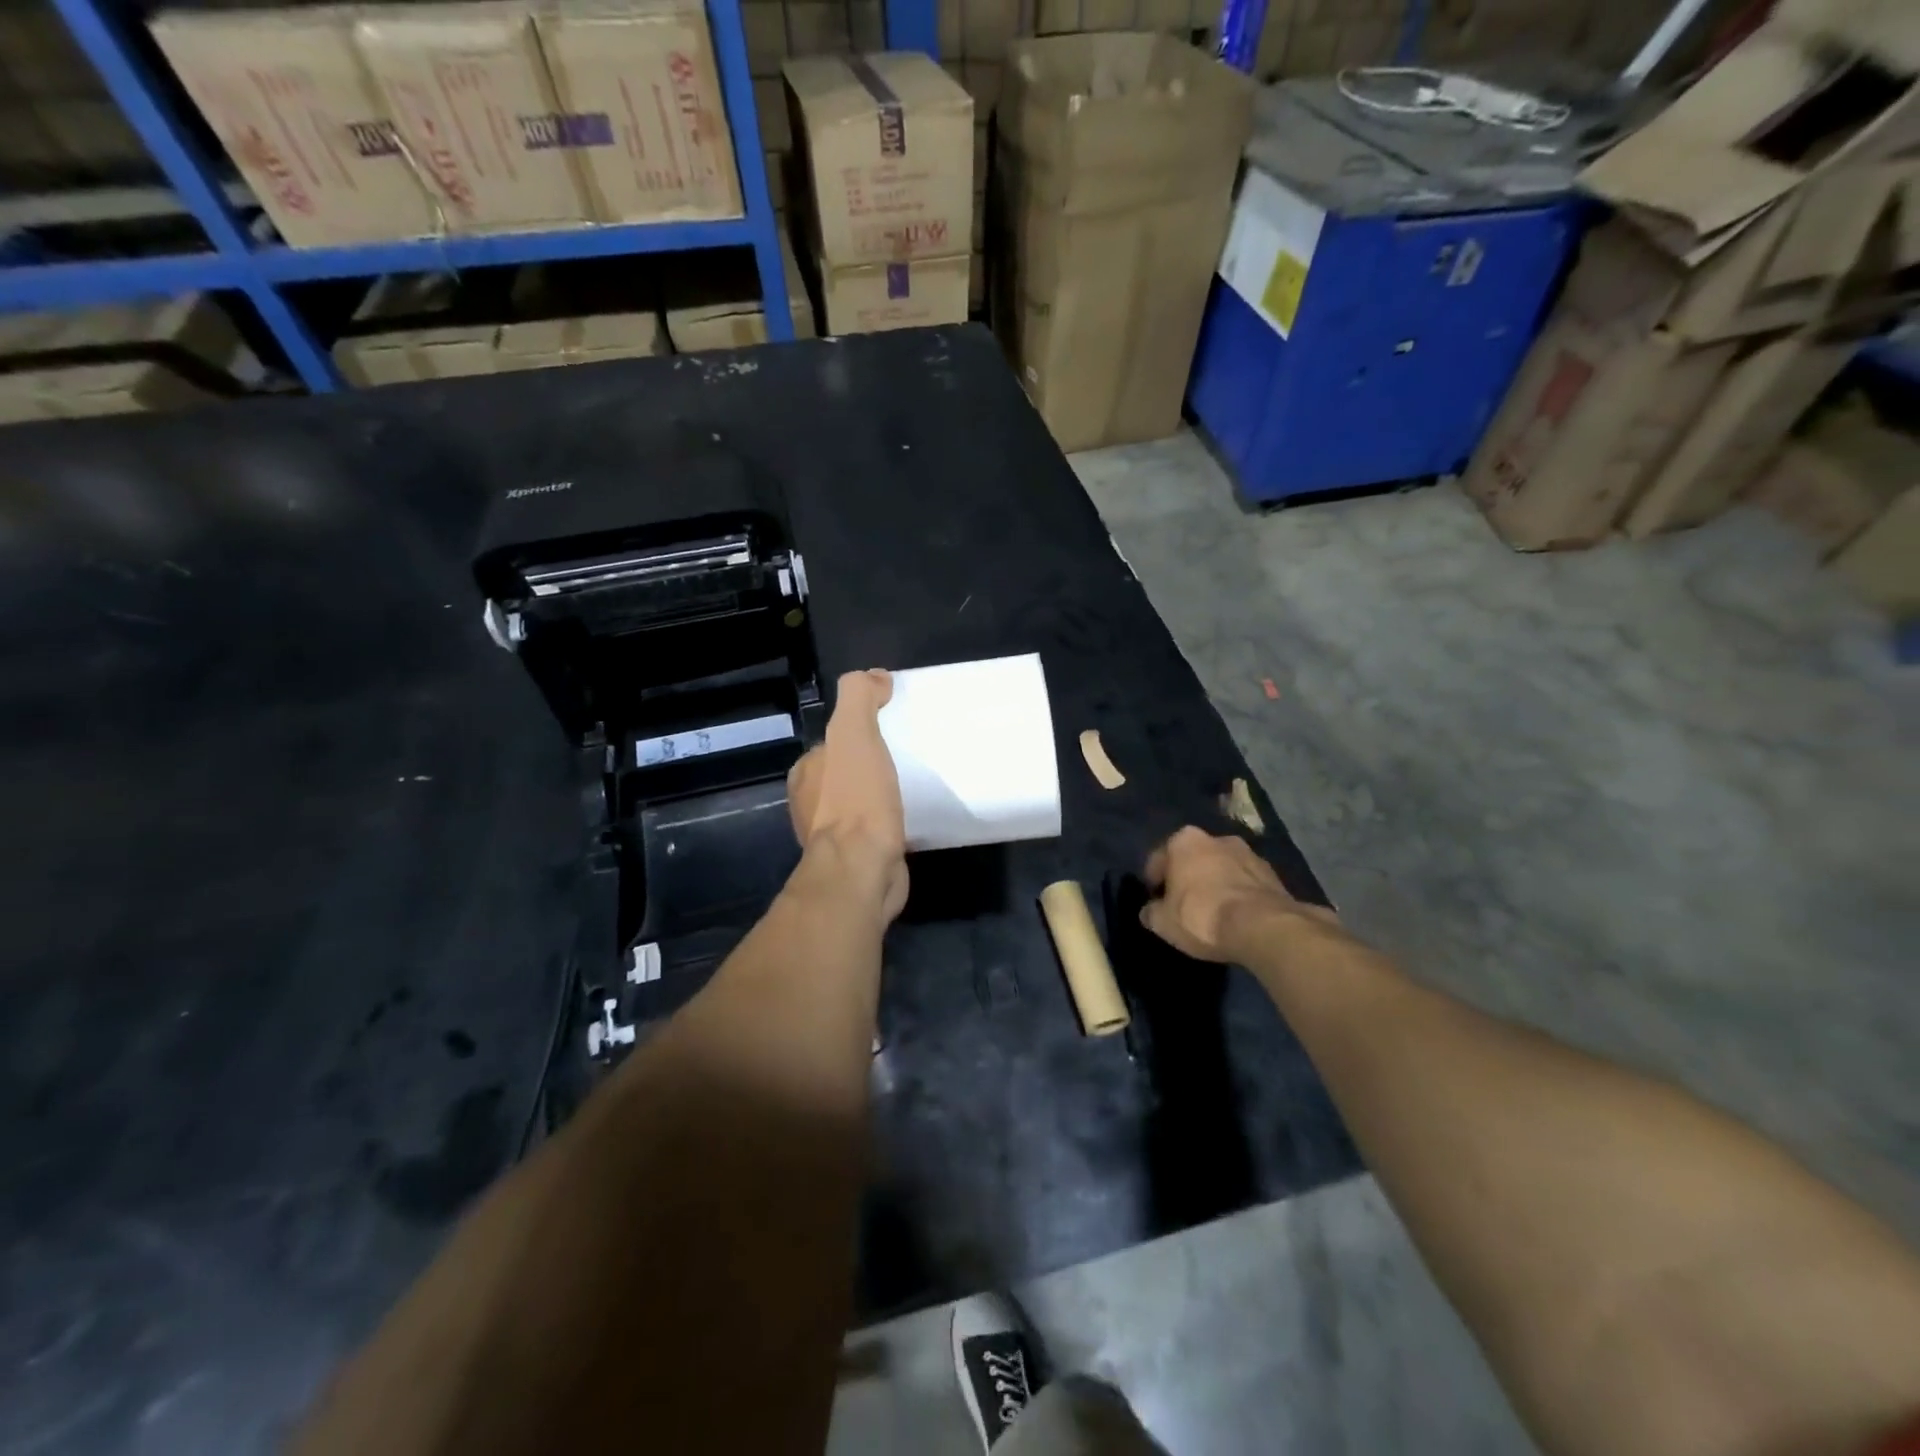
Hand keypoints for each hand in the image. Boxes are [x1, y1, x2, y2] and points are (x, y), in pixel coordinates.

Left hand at [787, 669, 908, 922]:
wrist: (862, 871)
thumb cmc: (856, 801)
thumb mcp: (854, 734)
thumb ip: (858, 697)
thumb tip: (875, 677)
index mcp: (807, 773)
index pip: (834, 741)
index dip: (860, 730)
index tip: (893, 727)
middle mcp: (811, 803)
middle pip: (847, 771)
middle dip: (872, 763)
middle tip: (910, 755)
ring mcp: (833, 835)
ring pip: (860, 802)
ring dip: (881, 794)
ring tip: (915, 784)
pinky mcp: (857, 858)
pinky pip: (875, 829)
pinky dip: (890, 820)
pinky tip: (912, 816)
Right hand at [1141, 826, 1335, 962]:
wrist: (1263, 928)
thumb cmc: (1202, 917)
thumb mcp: (1162, 922)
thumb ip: (1151, 912)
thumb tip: (1151, 910)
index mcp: (1183, 840)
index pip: (1158, 860)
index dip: (1154, 883)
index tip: (1155, 903)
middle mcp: (1216, 838)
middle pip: (1193, 859)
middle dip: (1187, 878)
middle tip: (1183, 905)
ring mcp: (1248, 853)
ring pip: (1221, 868)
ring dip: (1215, 883)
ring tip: (1213, 912)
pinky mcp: (1273, 873)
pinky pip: (1245, 882)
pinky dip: (1238, 894)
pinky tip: (1236, 916)